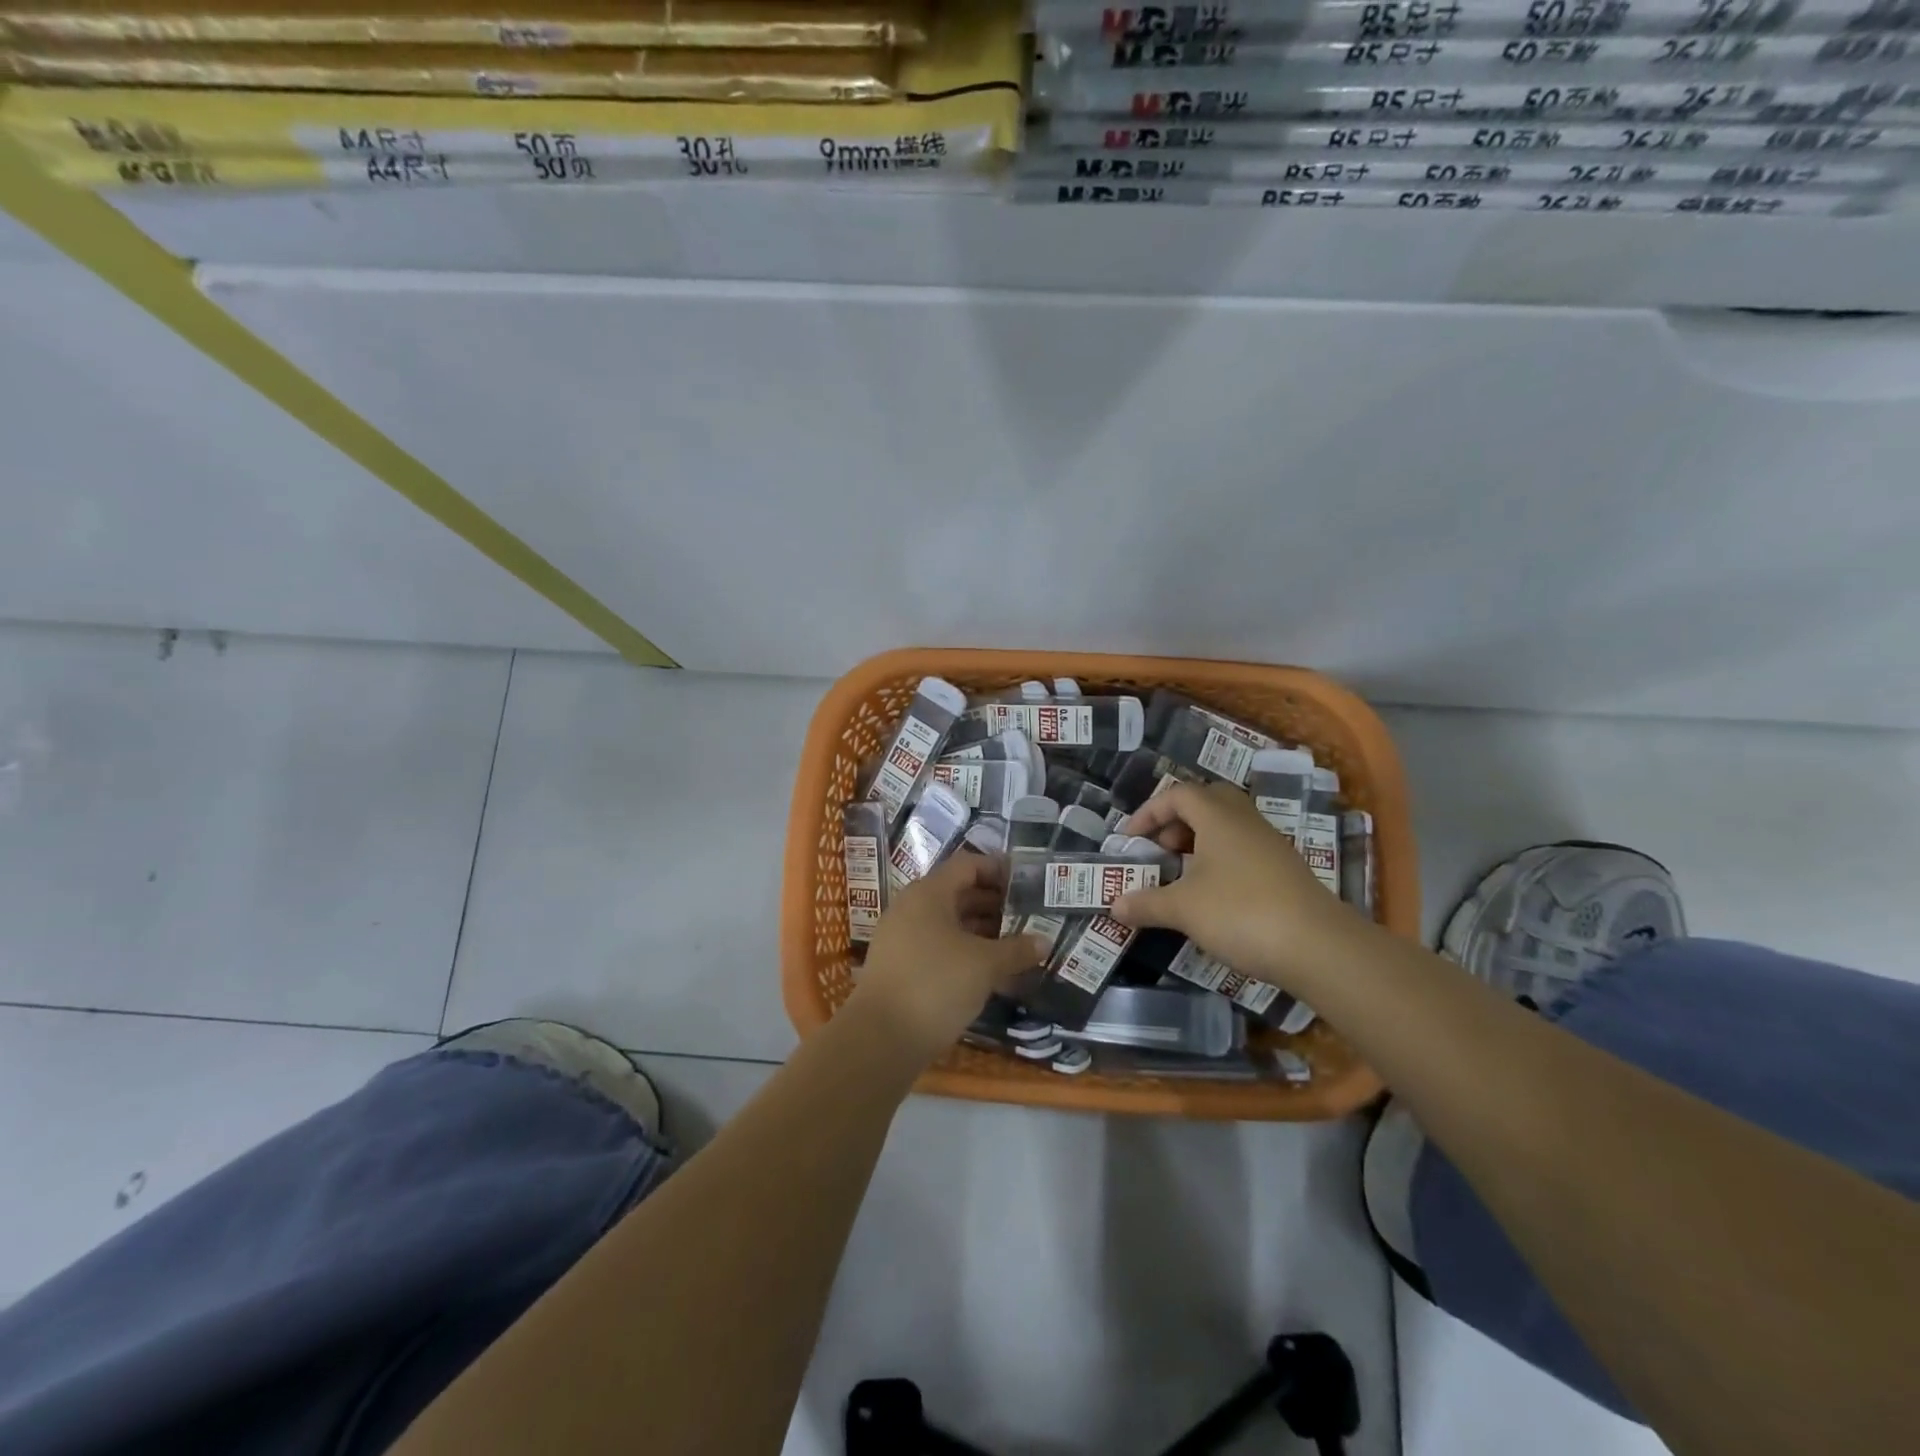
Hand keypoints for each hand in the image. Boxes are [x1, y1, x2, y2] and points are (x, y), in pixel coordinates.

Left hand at [852, 854, 1048, 1061]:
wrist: (881, 1038)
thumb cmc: (936, 984)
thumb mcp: (984, 965)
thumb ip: (1016, 950)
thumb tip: (1044, 942)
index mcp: (928, 893)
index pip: (967, 865)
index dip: (998, 869)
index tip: (1027, 882)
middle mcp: (911, 908)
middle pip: (958, 893)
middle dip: (994, 903)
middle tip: (1028, 915)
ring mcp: (902, 938)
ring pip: (949, 923)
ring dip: (982, 930)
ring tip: (1016, 944)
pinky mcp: (900, 966)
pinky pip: (939, 946)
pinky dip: (965, 951)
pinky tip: (990, 971)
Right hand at [1109, 780, 1360, 990]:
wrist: (1318, 947)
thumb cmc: (1241, 912)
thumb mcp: (1183, 909)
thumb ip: (1146, 903)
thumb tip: (1114, 905)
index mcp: (1218, 817)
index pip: (1178, 794)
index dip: (1148, 812)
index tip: (1130, 839)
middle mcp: (1245, 821)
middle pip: (1207, 801)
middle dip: (1177, 820)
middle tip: (1160, 848)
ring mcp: (1270, 845)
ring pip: (1228, 826)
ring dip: (1199, 841)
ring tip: (1181, 874)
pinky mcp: (1285, 870)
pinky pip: (1244, 849)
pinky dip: (1220, 860)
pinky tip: (1212, 894)